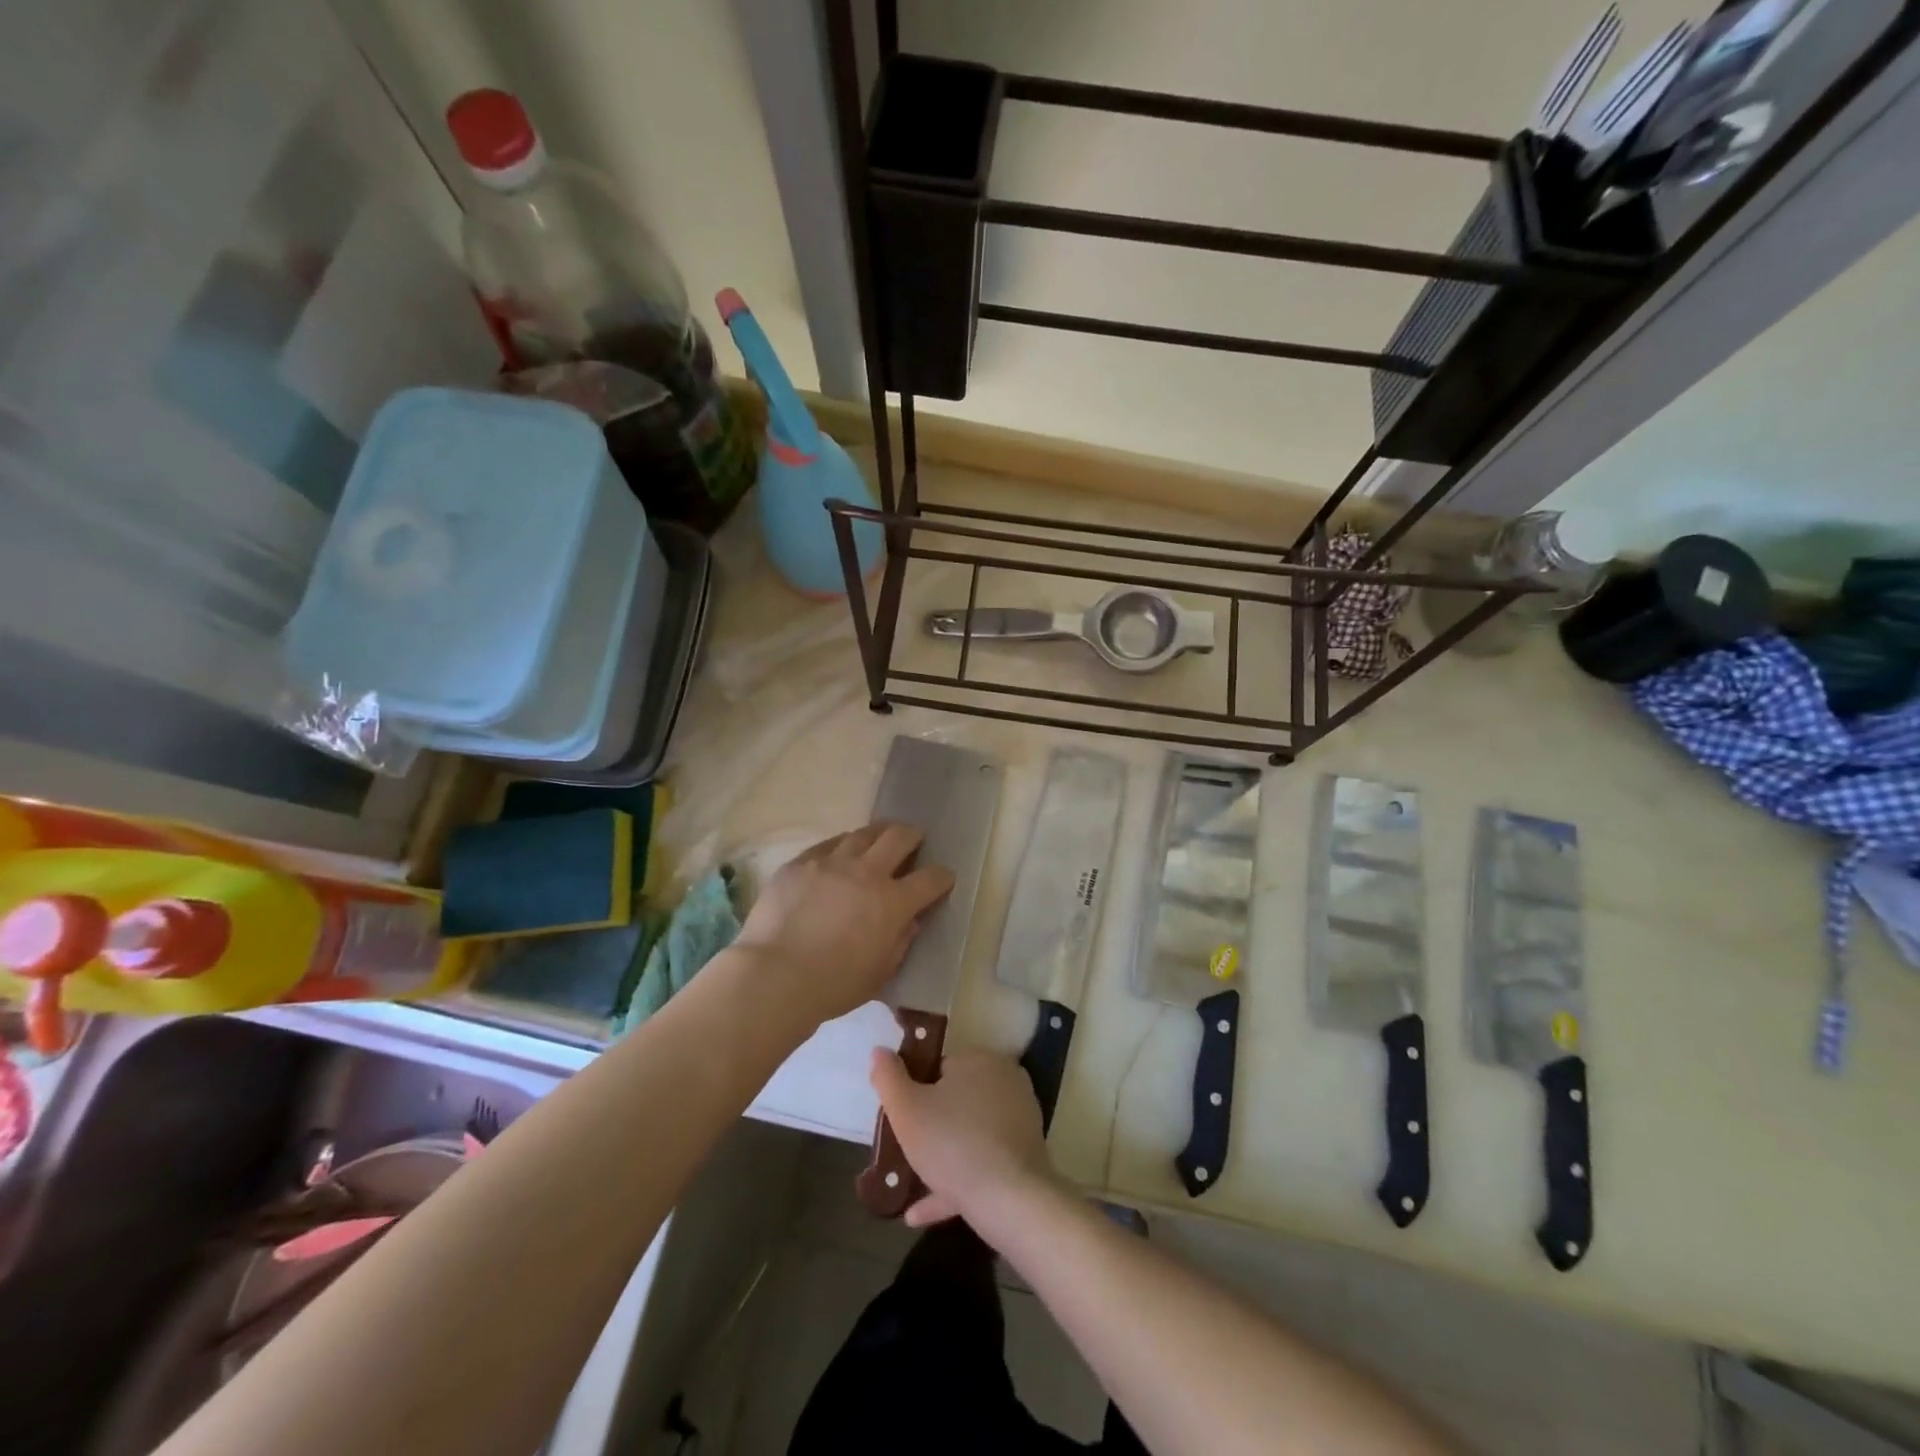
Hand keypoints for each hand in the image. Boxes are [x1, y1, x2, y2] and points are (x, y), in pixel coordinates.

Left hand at [733, 823, 954, 1026]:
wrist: (774, 975)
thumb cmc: (833, 986)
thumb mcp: (880, 973)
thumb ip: (900, 942)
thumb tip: (908, 920)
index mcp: (893, 902)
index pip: (930, 879)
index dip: (942, 877)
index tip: (943, 878)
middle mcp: (866, 872)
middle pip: (899, 837)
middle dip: (913, 836)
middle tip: (914, 839)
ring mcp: (831, 862)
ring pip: (862, 833)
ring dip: (878, 834)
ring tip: (879, 839)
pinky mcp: (800, 862)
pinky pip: (828, 844)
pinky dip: (842, 846)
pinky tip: (840, 853)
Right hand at [870, 1049, 1054, 1229]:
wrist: (1010, 1200)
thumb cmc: (952, 1144)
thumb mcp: (906, 1110)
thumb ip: (888, 1077)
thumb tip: (880, 1051)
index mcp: (979, 1060)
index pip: (939, 1067)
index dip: (916, 1091)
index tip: (901, 1118)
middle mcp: (1005, 1081)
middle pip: (955, 1101)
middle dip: (930, 1126)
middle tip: (905, 1151)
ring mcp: (1020, 1118)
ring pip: (969, 1135)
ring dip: (941, 1159)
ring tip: (908, 1188)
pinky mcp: (1026, 1154)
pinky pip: (985, 1162)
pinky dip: (957, 1182)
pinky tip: (923, 1212)